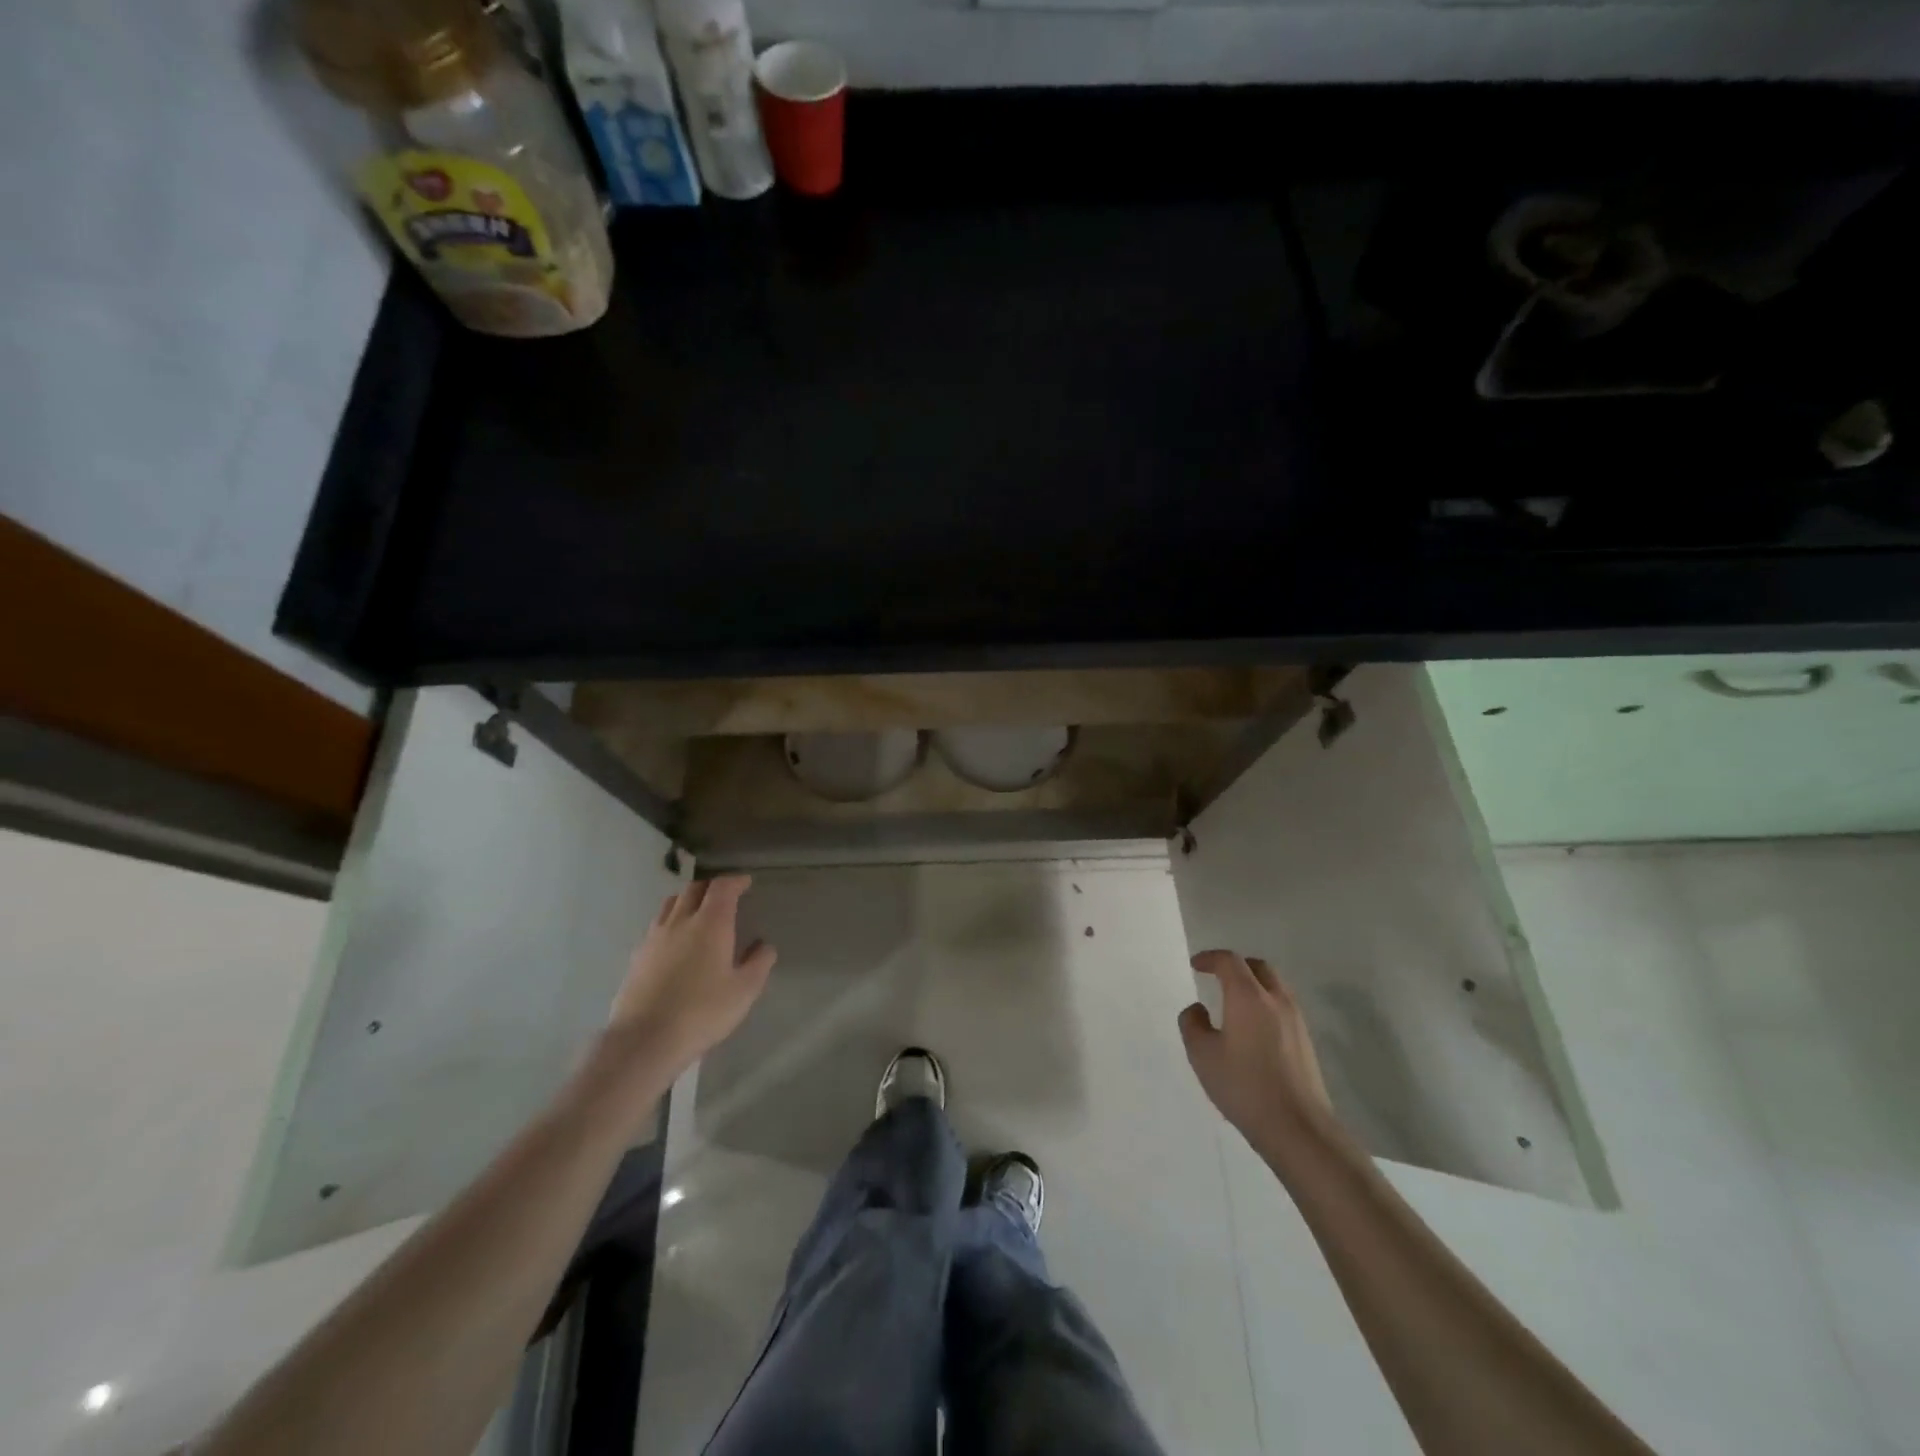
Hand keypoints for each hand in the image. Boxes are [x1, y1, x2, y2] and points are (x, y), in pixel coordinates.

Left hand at [605, 875, 776, 1078]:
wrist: (645, 1040)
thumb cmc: (703, 1012)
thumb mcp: (744, 991)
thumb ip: (759, 963)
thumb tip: (763, 946)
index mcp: (711, 923)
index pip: (722, 887)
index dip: (735, 881)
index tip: (746, 883)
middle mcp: (681, 921)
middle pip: (694, 889)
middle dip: (711, 887)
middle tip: (724, 895)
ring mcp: (654, 937)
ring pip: (671, 904)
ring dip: (688, 900)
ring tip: (698, 912)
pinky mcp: (637, 956)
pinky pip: (656, 925)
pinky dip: (671, 921)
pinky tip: (675, 941)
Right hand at [1178, 949, 1346, 1167]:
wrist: (1299, 1128)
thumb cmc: (1244, 1087)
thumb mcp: (1202, 1055)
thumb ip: (1193, 1024)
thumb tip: (1198, 1010)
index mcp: (1248, 996)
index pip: (1229, 961)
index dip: (1210, 958)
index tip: (1196, 965)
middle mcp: (1276, 1000)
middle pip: (1257, 967)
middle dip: (1235, 966)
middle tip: (1216, 978)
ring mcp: (1296, 1020)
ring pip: (1274, 986)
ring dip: (1253, 984)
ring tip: (1234, 1003)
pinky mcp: (1306, 1041)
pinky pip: (1283, 1007)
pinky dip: (1265, 1004)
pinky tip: (1253, 1029)